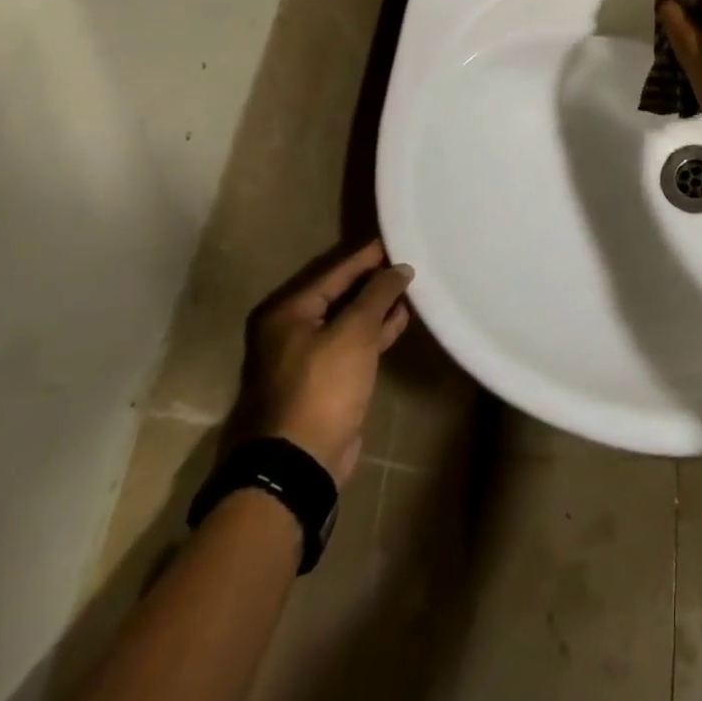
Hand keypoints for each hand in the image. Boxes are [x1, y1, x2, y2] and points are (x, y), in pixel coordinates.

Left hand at [234, 240, 412, 487]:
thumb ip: (378, 293)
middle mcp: (291, 330)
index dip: (370, 255)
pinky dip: (376, 331)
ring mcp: (307, 357)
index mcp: (288, 312)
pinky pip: (354, 342)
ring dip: (378, 305)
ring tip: (413, 287)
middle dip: (375, 279)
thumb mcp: (354, 331)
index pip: (336, 271)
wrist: (299, 462)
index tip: (400, 238)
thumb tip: (400, 268)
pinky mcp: (325, 380)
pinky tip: (402, 319)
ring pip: (349, 319)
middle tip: (411, 260)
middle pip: (340, 293)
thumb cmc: (322, 386)